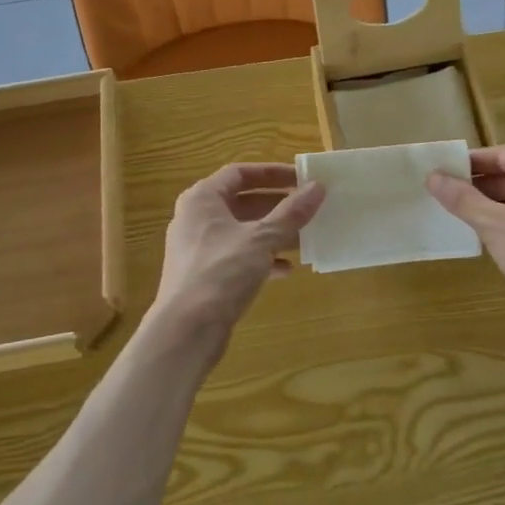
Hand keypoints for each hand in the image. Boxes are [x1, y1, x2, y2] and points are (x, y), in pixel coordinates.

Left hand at [149, 164, 324, 359]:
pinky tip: (286, 270)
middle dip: (277, 205)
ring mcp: (199, 248)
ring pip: (243, 231)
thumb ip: (291, 213)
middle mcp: (197, 218)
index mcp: (202, 199)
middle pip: (242, 201)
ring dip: (273, 233)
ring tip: (305, 237)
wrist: (186, 331)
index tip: (302, 179)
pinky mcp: (206, 275)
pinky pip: (238, 257)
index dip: (272, 173)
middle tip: (309, 207)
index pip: (240, 173)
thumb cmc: (221, 272)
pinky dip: (262, 259)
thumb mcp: (261, 239)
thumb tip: (318, 187)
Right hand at [428, 145, 504, 331]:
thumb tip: (433, 176)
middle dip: (484, 185)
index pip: (500, 154)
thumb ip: (462, 199)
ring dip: (500, 204)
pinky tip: (502, 239)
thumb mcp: (493, 225)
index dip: (471, 163)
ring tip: (470, 218)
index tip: (445, 173)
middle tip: (451, 196)